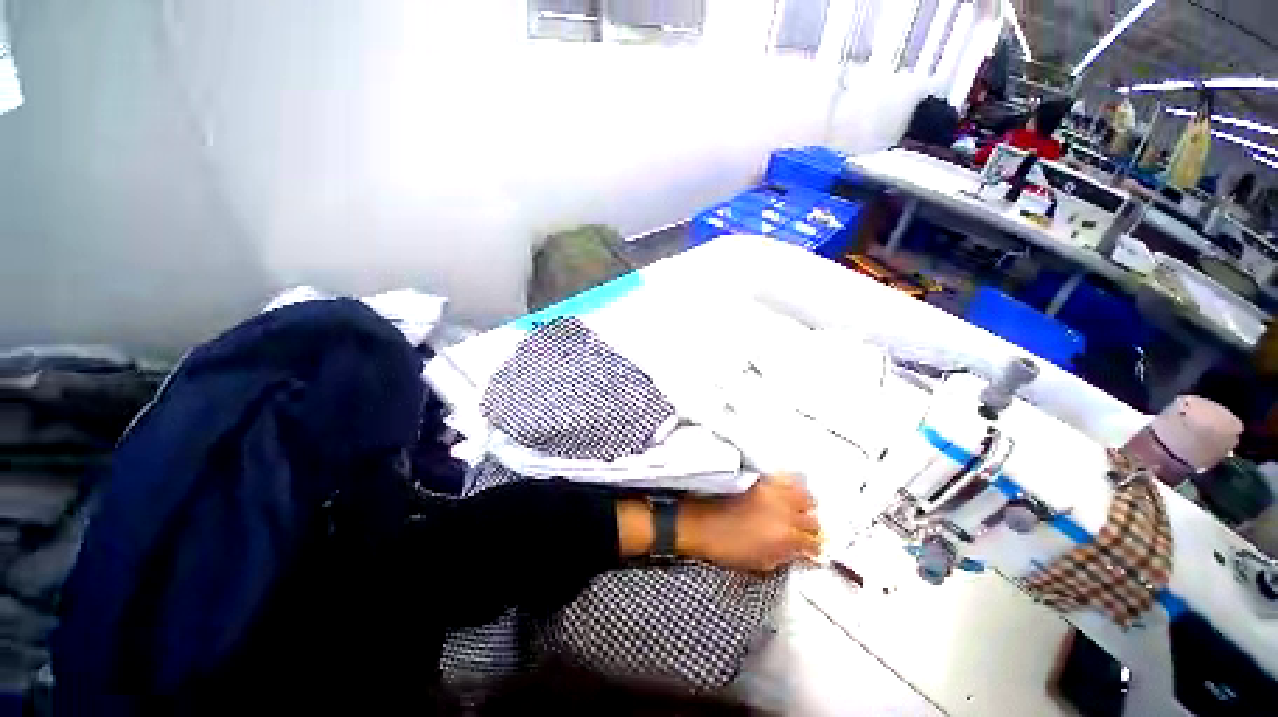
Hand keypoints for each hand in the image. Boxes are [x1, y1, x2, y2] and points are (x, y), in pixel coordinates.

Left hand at [678, 474, 822, 572]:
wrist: (698, 522)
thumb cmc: (724, 546)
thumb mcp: (759, 562)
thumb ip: (784, 557)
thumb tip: (798, 554)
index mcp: (784, 539)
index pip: (814, 544)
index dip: (814, 550)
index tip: (811, 551)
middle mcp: (784, 513)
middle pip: (814, 520)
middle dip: (812, 528)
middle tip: (805, 532)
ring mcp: (773, 493)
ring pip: (806, 496)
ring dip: (806, 505)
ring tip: (799, 510)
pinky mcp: (762, 479)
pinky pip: (787, 478)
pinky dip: (793, 484)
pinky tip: (789, 490)